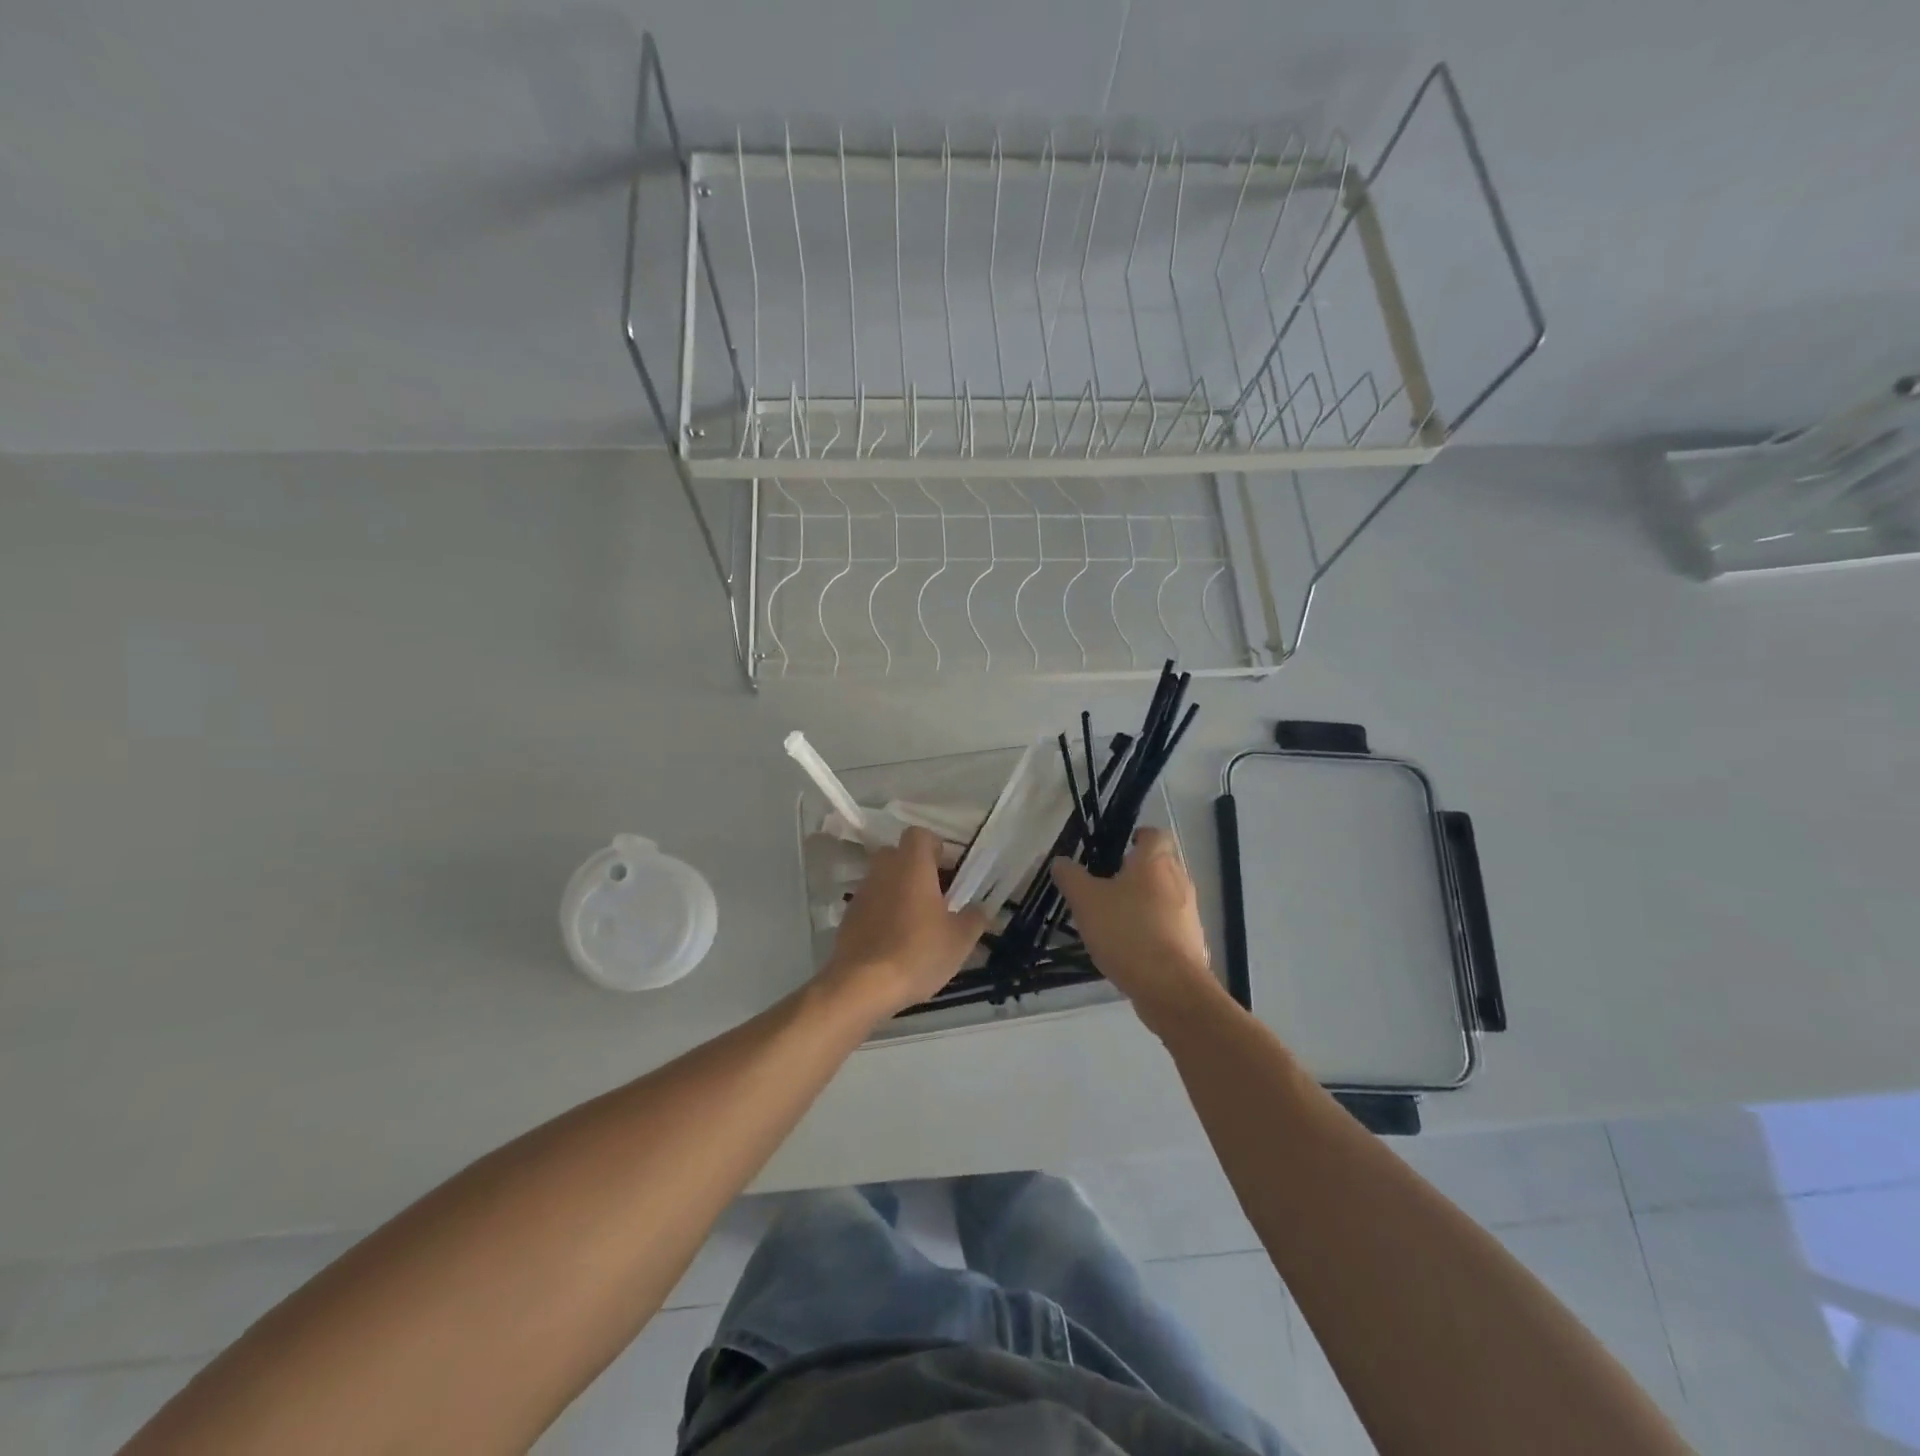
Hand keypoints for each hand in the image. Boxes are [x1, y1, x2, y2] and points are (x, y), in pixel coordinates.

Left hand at [822, 827, 987, 1021]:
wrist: (862, 985)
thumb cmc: (918, 952)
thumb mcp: (960, 939)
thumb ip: (974, 917)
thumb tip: (980, 908)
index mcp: (911, 865)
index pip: (919, 834)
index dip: (935, 847)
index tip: (948, 871)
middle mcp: (883, 870)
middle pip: (899, 855)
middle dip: (917, 869)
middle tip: (936, 896)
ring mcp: (862, 893)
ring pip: (884, 879)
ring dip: (899, 892)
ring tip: (917, 923)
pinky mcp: (848, 917)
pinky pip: (871, 904)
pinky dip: (883, 913)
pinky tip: (896, 942)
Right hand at [1051, 827, 1227, 1033]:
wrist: (1170, 987)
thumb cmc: (1127, 932)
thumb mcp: (1086, 901)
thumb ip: (1071, 877)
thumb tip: (1060, 861)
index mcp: (1155, 862)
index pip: (1154, 834)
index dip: (1137, 836)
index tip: (1118, 848)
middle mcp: (1179, 881)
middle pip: (1160, 865)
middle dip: (1137, 872)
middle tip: (1106, 884)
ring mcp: (1189, 913)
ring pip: (1165, 896)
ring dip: (1144, 902)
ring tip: (1114, 918)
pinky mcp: (1192, 942)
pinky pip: (1169, 925)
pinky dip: (1152, 929)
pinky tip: (1130, 947)